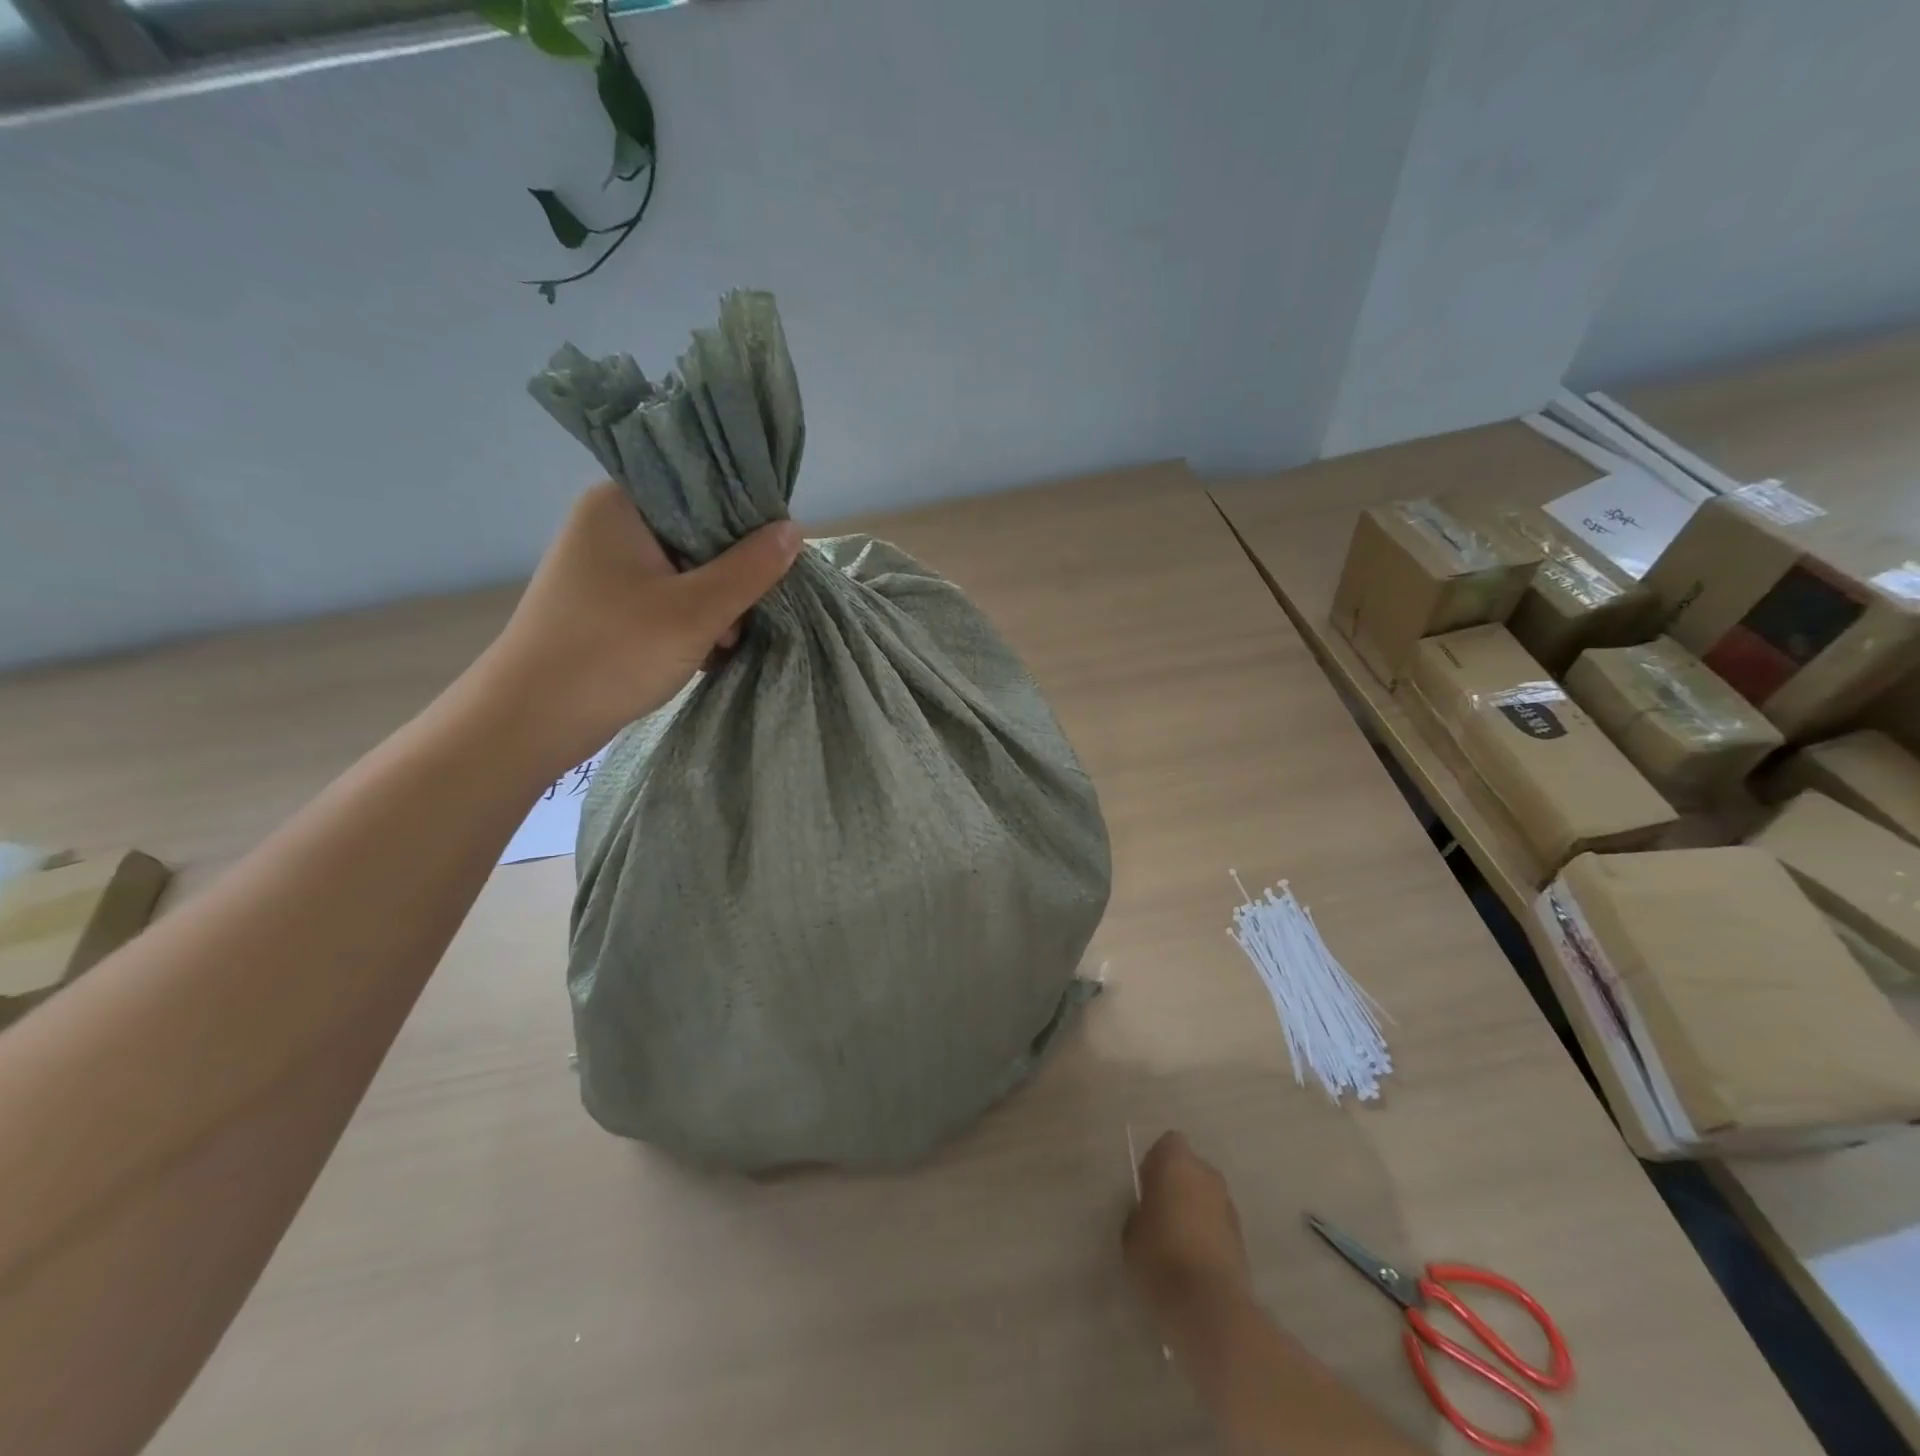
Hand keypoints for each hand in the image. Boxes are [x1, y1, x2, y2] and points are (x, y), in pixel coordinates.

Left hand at [473, 482, 801, 770]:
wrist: (532, 720)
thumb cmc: (614, 652)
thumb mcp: (696, 611)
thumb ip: (751, 568)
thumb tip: (795, 530)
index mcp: (621, 504)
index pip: (700, 486)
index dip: (746, 515)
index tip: (777, 550)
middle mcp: (609, 524)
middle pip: (696, 531)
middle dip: (731, 572)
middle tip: (751, 609)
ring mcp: (604, 566)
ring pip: (684, 569)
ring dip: (714, 603)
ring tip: (726, 641)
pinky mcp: (605, 603)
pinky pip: (665, 596)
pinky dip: (690, 619)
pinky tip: (707, 649)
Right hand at [1123, 1132, 1252, 1324]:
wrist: (1210, 1307)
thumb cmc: (1160, 1258)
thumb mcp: (1130, 1232)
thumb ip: (1140, 1210)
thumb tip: (1150, 1211)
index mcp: (1177, 1162)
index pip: (1167, 1144)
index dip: (1155, 1164)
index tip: (1145, 1188)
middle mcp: (1207, 1175)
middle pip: (1190, 1169)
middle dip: (1177, 1185)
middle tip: (1159, 1214)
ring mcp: (1229, 1206)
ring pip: (1206, 1197)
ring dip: (1194, 1210)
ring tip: (1176, 1242)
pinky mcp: (1242, 1238)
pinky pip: (1217, 1224)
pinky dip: (1207, 1234)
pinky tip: (1193, 1262)